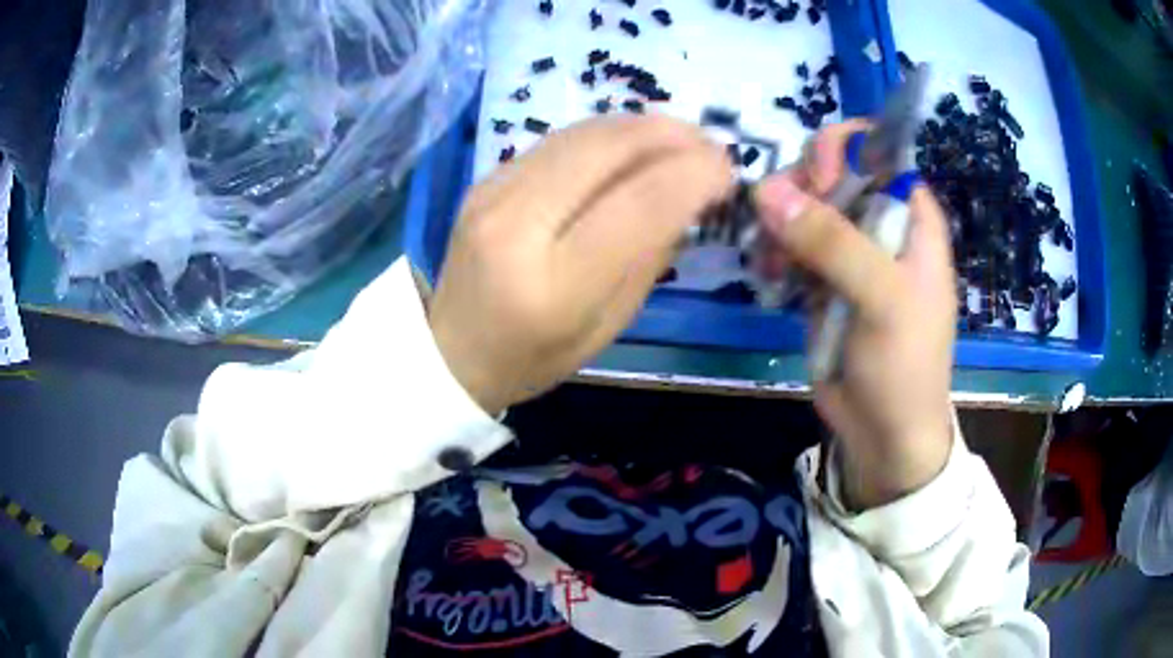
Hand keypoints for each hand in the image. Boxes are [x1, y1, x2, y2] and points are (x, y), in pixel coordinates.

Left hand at [429, 116, 731, 415]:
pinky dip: (606, 134)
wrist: (451, 348)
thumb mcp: (607, 327)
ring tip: (680, 136)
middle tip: (709, 143)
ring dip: (641, 126)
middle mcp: (517, 226)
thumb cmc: (534, 355)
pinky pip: (558, 140)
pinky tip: (632, 143)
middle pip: (606, 151)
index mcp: (554, 285)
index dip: (692, 176)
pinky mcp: (485, 178)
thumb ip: (647, 259)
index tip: (727, 170)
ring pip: (581, 134)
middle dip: (670, 135)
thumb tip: (684, 196)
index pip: (638, 206)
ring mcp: (492, 193)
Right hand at [755, 121, 955, 509]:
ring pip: (804, 207)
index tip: (817, 181)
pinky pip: (790, 245)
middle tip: (781, 226)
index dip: (843, 151)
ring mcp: (849, 252)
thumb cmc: (904, 365)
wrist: (884, 434)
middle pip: (832, 172)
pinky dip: (773, 253)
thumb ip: (834, 243)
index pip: (877, 150)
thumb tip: (768, 191)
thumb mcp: (882, 301)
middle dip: (801, 190)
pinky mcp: (823, 280)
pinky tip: (769, 278)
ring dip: (779, 226)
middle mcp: (881, 224)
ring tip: (771, 264)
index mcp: (912, 217)